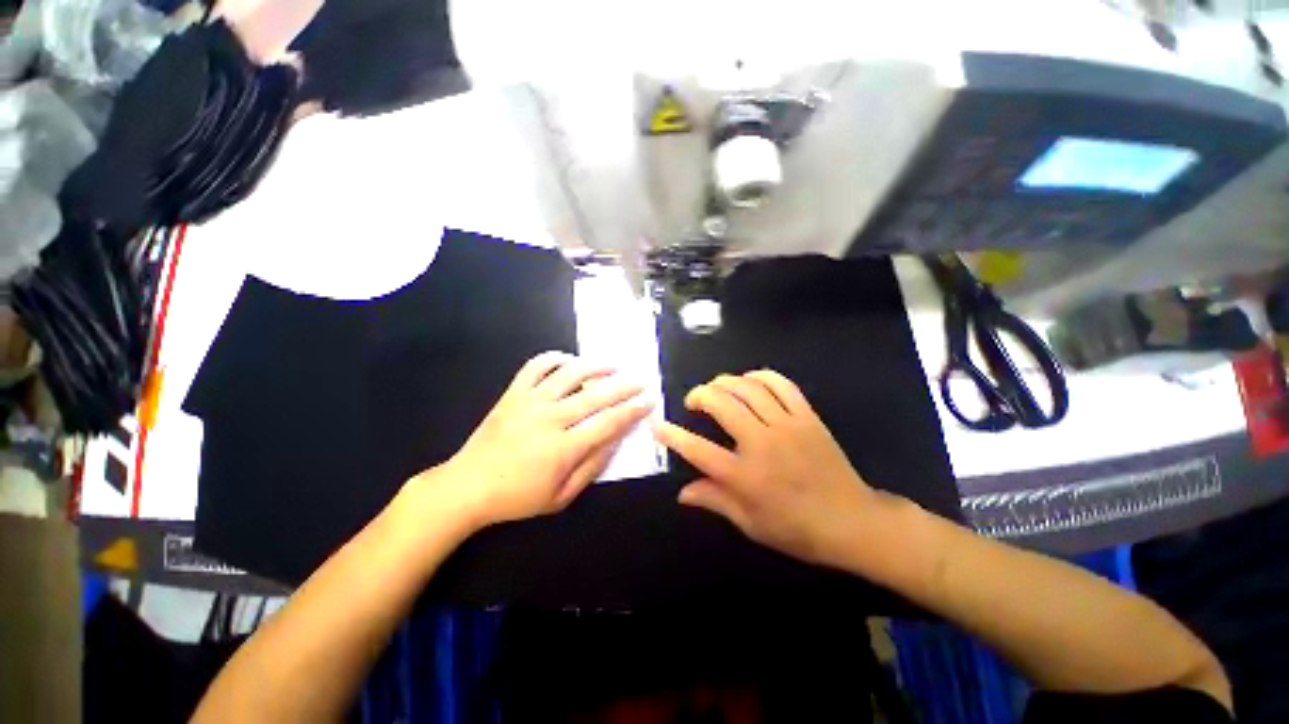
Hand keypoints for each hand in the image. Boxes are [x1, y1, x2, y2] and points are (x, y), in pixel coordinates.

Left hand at [418, 352, 651, 529]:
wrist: (466, 487)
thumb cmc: (517, 498)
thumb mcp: (561, 497)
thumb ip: (591, 468)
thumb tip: (615, 441)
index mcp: (563, 448)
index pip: (608, 423)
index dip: (633, 410)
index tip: (650, 401)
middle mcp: (550, 419)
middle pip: (596, 395)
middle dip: (625, 386)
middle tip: (643, 379)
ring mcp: (529, 402)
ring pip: (570, 374)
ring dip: (596, 366)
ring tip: (613, 365)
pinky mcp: (513, 393)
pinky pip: (536, 366)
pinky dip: (555, 358)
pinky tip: (569, 359)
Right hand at [654, 370, 896, 567]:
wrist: (853, 522)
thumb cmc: (797, 529)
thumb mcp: (750, 524)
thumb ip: (714, 501)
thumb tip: (682, 493)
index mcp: (745, 477)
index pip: (698, 450)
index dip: (673, 436)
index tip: (659, 426)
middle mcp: (762, 444)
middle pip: (721, 404)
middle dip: (699, 395)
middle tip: (693, 401)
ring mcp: (787, 426)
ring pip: (748, 388)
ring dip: (725, 382)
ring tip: (716, 388)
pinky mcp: (807, 417)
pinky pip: (781, 384)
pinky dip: (760, 376)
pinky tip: (749, 380)